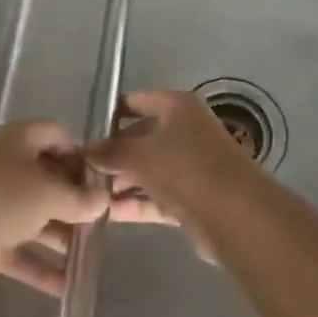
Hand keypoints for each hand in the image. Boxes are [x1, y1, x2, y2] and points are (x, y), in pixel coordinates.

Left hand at [0, 120, 178, 295]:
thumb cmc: (2, 197)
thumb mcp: (49, 193)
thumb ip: (79, 199)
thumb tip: (102, 201)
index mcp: (19, 141)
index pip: (56, 136)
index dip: (80, 156)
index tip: (102, 183)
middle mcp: (7, 167)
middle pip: (48, 179)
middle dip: (75, 202)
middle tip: (103, 223)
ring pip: (36, 218)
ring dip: (62, 237)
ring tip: (92, 257)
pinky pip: (21, 252)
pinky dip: (42, 268)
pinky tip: (68, 288)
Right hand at [85, 91, 258, 258]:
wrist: (236, 215)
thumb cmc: (185, 167)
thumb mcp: (140, 154)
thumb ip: (110, 151)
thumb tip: (84, 150)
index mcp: (177, 106)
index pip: (136, 101)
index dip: (110, 114)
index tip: (84, 132)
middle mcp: (185, 131)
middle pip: (140, 138)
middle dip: (113, 155)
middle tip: (81, 171)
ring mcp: (190, 166)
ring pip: (148, 170)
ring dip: (121, 183)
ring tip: (89, 196)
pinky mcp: (193, 198)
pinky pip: (157, 197)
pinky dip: (137, 203)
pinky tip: (109, 214)